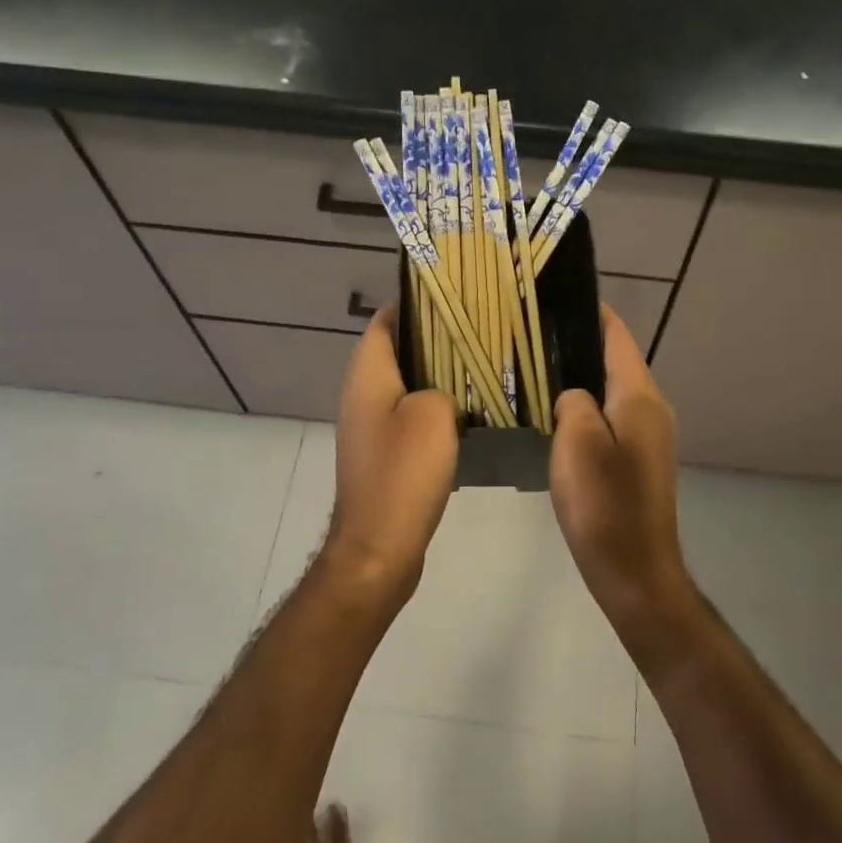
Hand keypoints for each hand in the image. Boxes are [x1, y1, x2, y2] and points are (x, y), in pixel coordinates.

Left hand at [325, 304, 458, 605]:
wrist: (378, 546)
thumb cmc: (403, 474)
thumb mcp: (434, 416)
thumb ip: (443, 388)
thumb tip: (444, 393)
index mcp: (368, 376)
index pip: (385, 322)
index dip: (413, 304)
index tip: (451, 295)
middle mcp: (362, 395)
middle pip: (396, 351)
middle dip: (432, 338)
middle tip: (476, 330)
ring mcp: (370, 427)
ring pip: (405, 385)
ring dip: (436, 375)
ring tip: (479, 365)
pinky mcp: (383, 454)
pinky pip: (409, 416)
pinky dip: (434, 407)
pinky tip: (467, 412)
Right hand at [549, 306, 692, 642]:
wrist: (635, 572)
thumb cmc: (604, 504)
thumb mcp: (576, 442)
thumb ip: (573, 402)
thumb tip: (574, 396)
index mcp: (640, 397)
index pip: (618, 338)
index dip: (593, 314)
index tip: (558, 297)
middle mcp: (652, 409)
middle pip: (616, 362)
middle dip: (581, 346)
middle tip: (535, 336)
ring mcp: (649, 438)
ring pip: (612, 393)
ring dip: (582, 380)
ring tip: (539, 370)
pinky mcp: (639, 462)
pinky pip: (611, 420)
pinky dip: (587, 409)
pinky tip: (556, 416)